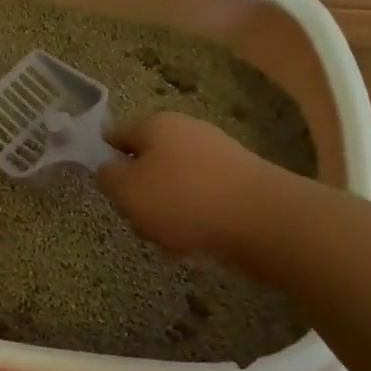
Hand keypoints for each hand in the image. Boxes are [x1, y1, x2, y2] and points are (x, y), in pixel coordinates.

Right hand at [96, 112, 287, 262]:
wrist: (265, 221)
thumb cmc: (184, 200)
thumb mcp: (127, 190)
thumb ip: (107, 178)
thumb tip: (109, 170)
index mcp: (156, 124)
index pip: (116, 135)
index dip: (105, 161)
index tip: (107, 190)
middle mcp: (187, 132)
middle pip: (147, 165)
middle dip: (140, 197)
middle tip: (140, 221)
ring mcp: (217, 157)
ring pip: (174, 188)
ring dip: (166, 216)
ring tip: (172, 241)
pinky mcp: (239, 185)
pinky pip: (202, 202)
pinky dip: (195, 223)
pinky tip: (197, 246)